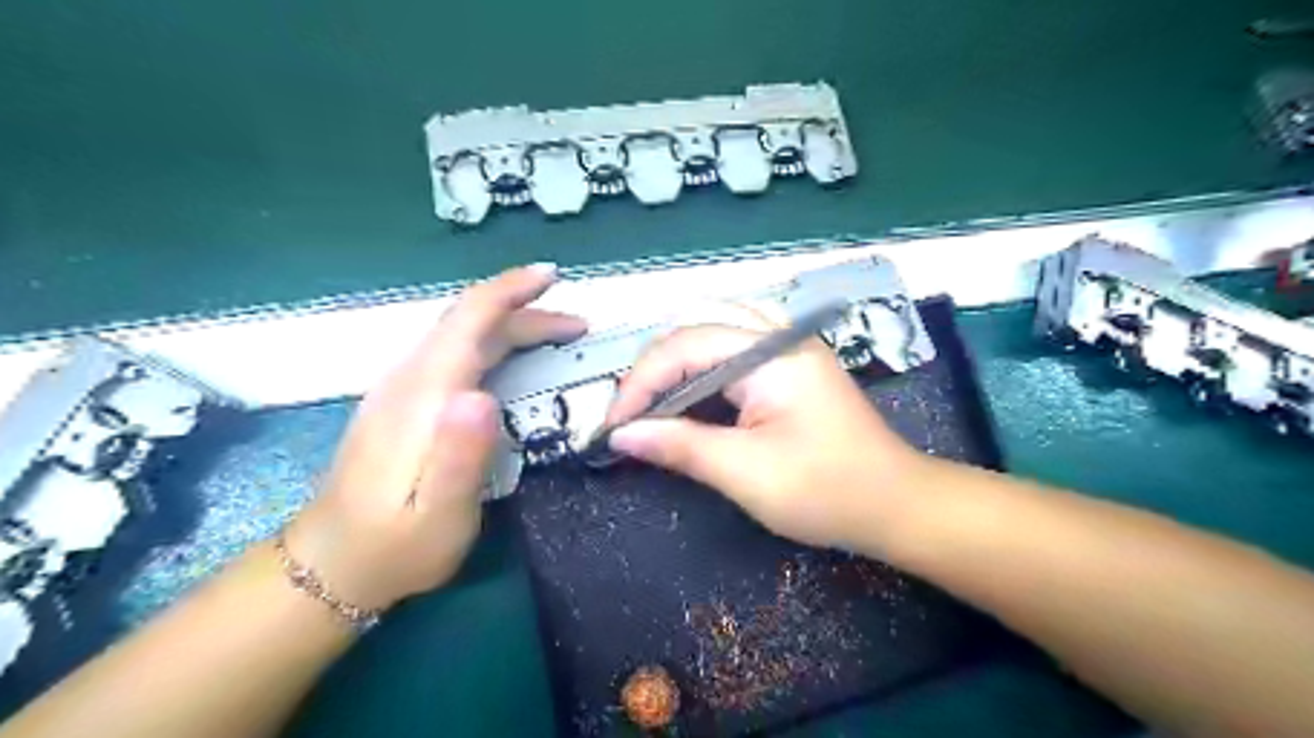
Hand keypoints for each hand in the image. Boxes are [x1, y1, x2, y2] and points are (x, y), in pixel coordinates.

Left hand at [287, 264, 583, 611]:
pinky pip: (454, 354)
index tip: (552, 276)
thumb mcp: (439, 513)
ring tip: (556, 336)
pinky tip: (510, 359)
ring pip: (461, 336)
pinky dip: (492, 342)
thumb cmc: (396, 544)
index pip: (468, 321)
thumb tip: (482, 395)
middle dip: (526, 311)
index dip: (510, 290)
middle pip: (470, 323)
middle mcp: (410, 380)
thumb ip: (460, 455)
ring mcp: (403, 390)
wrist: (333, 565)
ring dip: (511, 325)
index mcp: (424, 396)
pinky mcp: (404, 404)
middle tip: (578, 326)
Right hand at [606, 306, 922, 552]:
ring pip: (715, 330)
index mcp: (771, 354)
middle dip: (655, 368)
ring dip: (677, 362)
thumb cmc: (826, 491)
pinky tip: (690, 395)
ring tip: (653, 402)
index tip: (612, 427)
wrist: (897, 505)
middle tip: (631, 414)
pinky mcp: (793, 366)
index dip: (639, 384)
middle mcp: (780, 336)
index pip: (684, 347)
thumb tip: (621, 436)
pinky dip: (702, 367)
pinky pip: (735, 348)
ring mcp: (790, 347)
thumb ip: (680, 446)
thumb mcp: (745, 473)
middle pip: (697, 327)